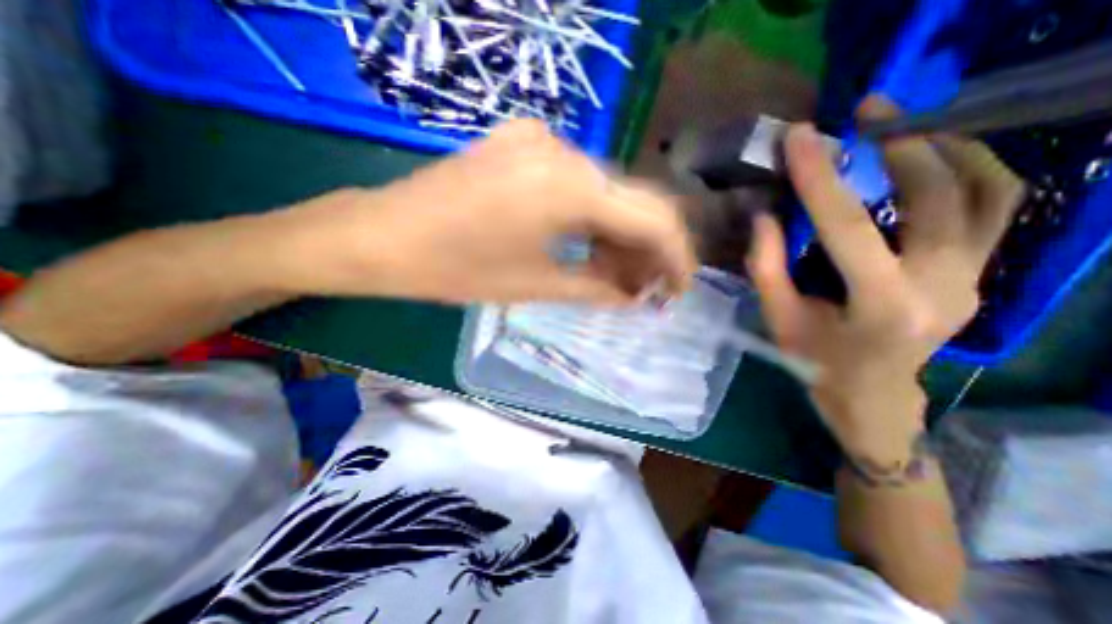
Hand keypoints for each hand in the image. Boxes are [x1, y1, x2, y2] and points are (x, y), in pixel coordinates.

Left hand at [281, 120, 692, 304]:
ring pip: (605, 191)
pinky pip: (575, 183)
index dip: (674, 257)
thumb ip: (597, 288)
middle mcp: (563, 149)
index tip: (678, 289)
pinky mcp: (521, 146)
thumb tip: (636, 295)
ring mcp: (540, 140)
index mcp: (568, 185)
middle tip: (646, 289)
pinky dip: (590, 217)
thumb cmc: (455, 269)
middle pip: (631, 201)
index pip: (651, 218)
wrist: (381, 236)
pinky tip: (589, 245)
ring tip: (618, 275)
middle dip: (646, 249)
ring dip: (618, 234)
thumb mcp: (535, 285)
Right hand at [746, 97, 1022, 458]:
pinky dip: (971, 169)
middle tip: (866, 112)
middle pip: (937, 194)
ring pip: (987, 191)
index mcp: (878, 305)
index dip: (819, 178)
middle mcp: (941, 286)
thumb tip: (763, 216)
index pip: (847, 226)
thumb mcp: (779, 318)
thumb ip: (767, 266)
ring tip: (901, 126)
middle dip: (899, 142)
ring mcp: (974, 278)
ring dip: (944, 147)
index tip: (802, 137)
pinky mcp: (981, 273)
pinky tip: (933, 157)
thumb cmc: (816, 362)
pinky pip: (995, 207)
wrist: (872, 396)